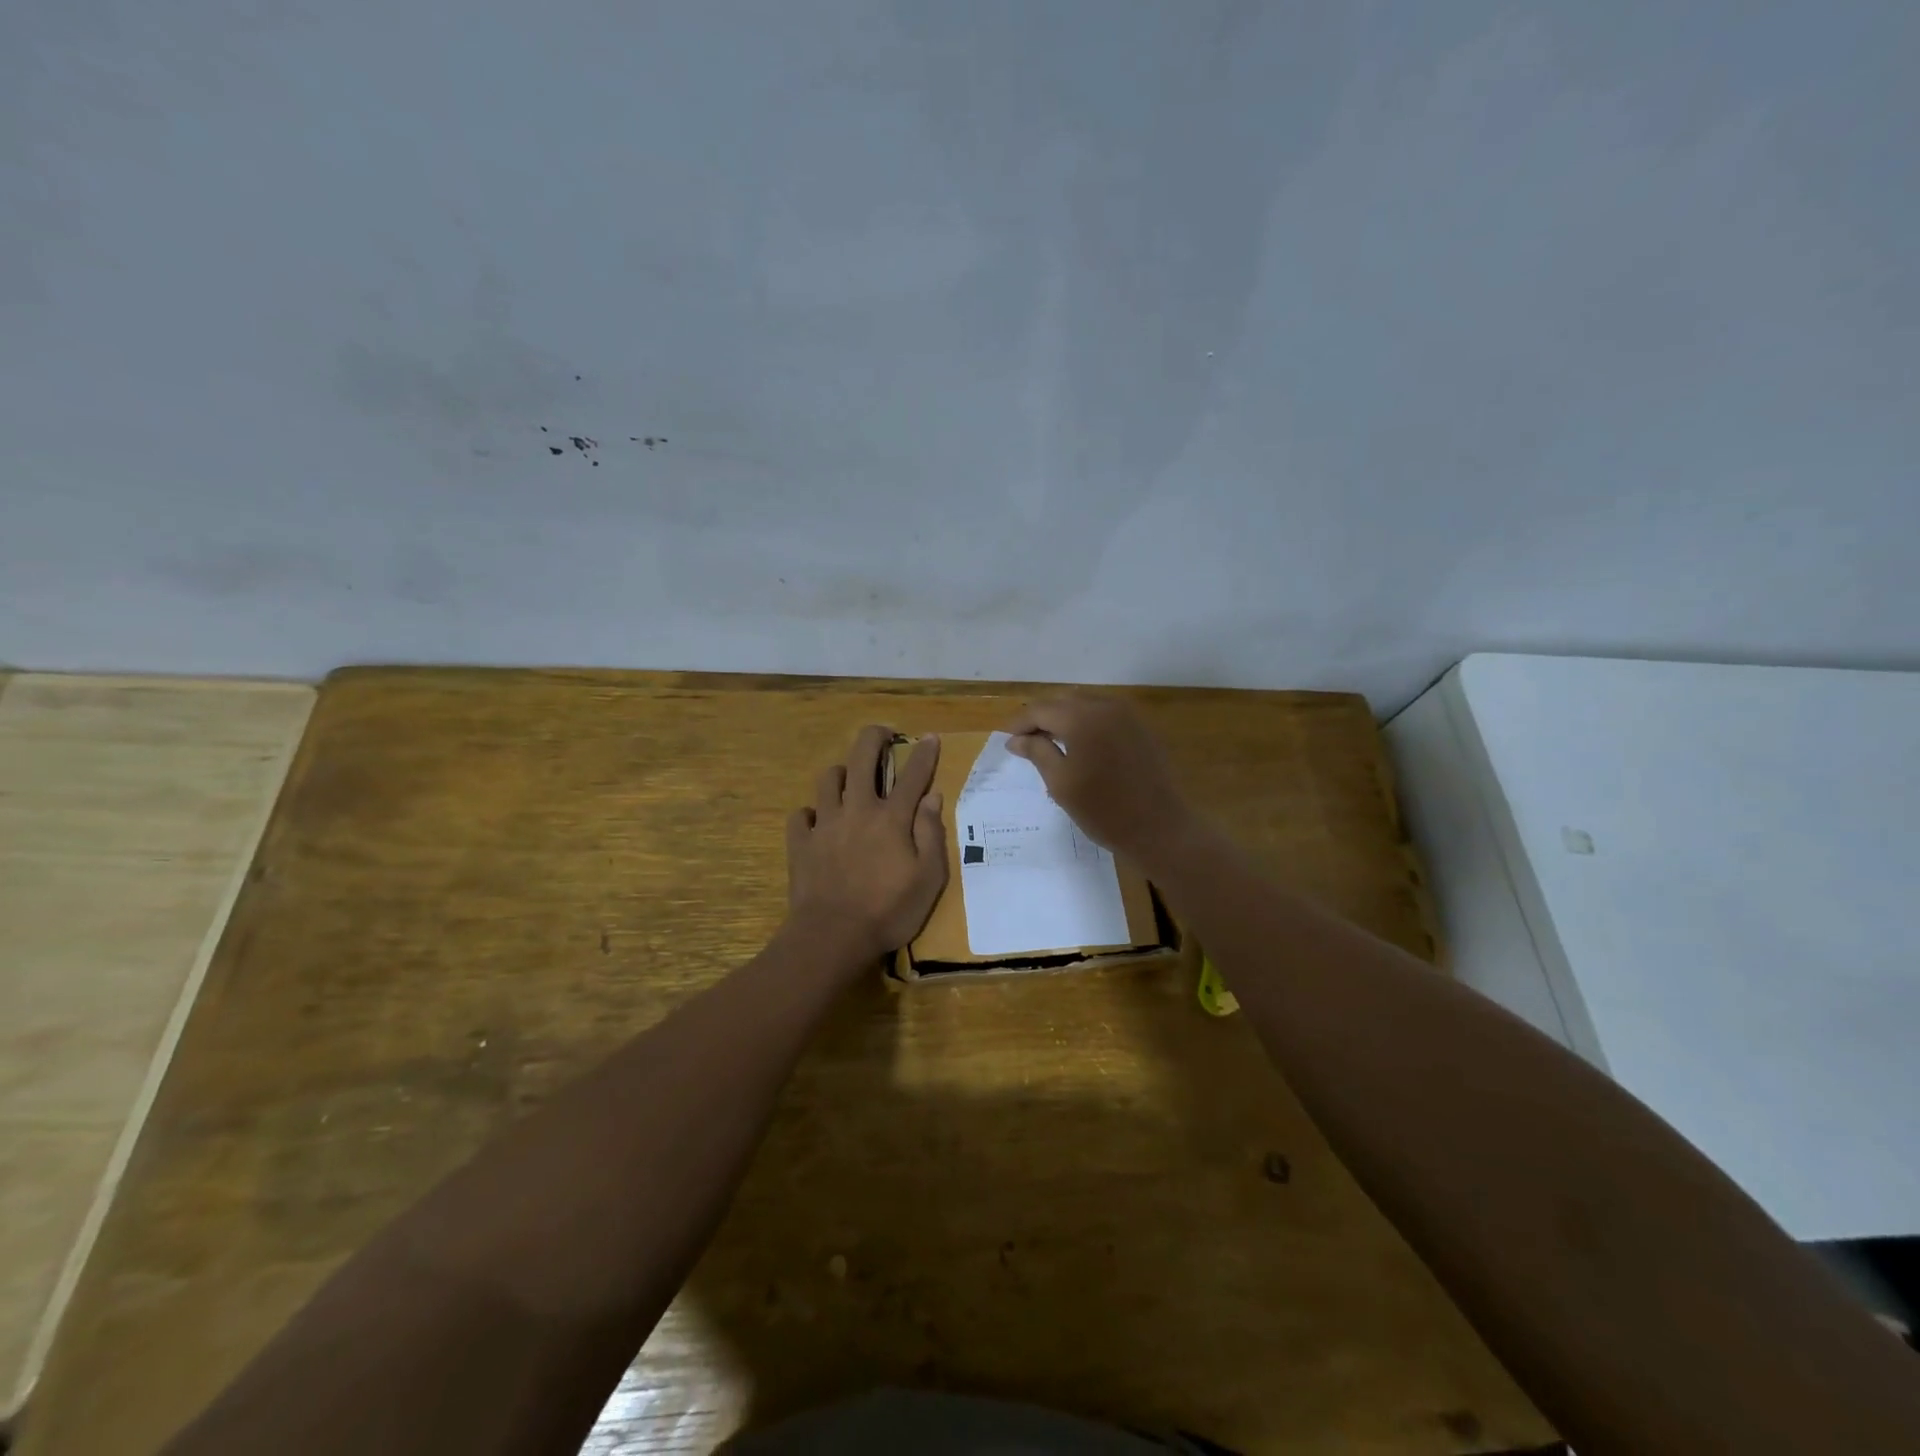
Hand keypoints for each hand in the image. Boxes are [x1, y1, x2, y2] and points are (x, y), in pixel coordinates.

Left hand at [786, 726, 947, 959]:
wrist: (832, 937)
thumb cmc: (889, 911)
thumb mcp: (928, 879)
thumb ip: (931, 834)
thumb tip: (932, 797)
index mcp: (891, 819)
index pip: (912, 776)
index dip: (923, 753)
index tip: (930, 736)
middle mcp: (856, 810)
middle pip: (861, 759)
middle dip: (873, 737)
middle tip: (882, 734)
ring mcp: (824, 824)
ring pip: (828, 780)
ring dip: (841, 773)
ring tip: (849, 780)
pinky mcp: (800, 843)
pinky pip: (800, 815)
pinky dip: (811, 813)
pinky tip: (818, 821)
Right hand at [1005, 696, 1194, 863]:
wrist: (1160, 827)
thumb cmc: (1104, 809)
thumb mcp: (1061, 783)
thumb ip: (1037, 753)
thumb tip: (1015, 739)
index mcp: (1082, 718)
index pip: (1040, 709)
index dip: (1020, 723)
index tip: (1007, 741)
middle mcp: (1105, 706)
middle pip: (1063, 702)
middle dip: (1041, 718)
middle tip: (1025, 742)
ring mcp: (1127, 715)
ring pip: (1085, 705)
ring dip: (1064, 719)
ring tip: (1049, 743)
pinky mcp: (1141, 728)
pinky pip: (1104, 715)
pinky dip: (1086, 723)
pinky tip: (1080, 745)